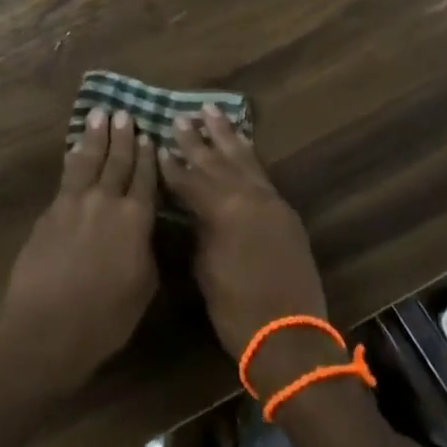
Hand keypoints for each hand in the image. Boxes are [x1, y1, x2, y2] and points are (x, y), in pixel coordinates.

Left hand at [0, 109, 158, 402]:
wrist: (46, 329)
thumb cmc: (104, 319)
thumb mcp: (143, 288)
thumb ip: (147, 251)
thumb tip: (145, 231)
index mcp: (136, 220)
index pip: (146, 179)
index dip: (148, 157)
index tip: (150, 136)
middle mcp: (107, 201)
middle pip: (118, 161)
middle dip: (123, 137)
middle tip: (125, 113)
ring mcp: (74, 203)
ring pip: (89, 160)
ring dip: (96, 136)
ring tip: (100, 114)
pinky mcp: (50, 211)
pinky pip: (66, 176)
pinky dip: (74, 159)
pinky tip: (76, 150)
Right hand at [159, 106, 339, 391]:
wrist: (289, 336)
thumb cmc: (236, 310)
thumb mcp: (206, 267)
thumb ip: (200, 229)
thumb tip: (194, 210)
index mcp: (222, 210)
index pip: (189, 179)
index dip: (171, 165)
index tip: (157, 144)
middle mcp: (247, 195)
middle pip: (216, 160)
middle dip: (196, 139)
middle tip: (180, 117)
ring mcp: (270, 201)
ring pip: (243, 159)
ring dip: (226, 135)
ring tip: (212, 111)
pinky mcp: (284, 211)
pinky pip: (261, 173)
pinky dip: (248, 155)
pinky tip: (242, 144)